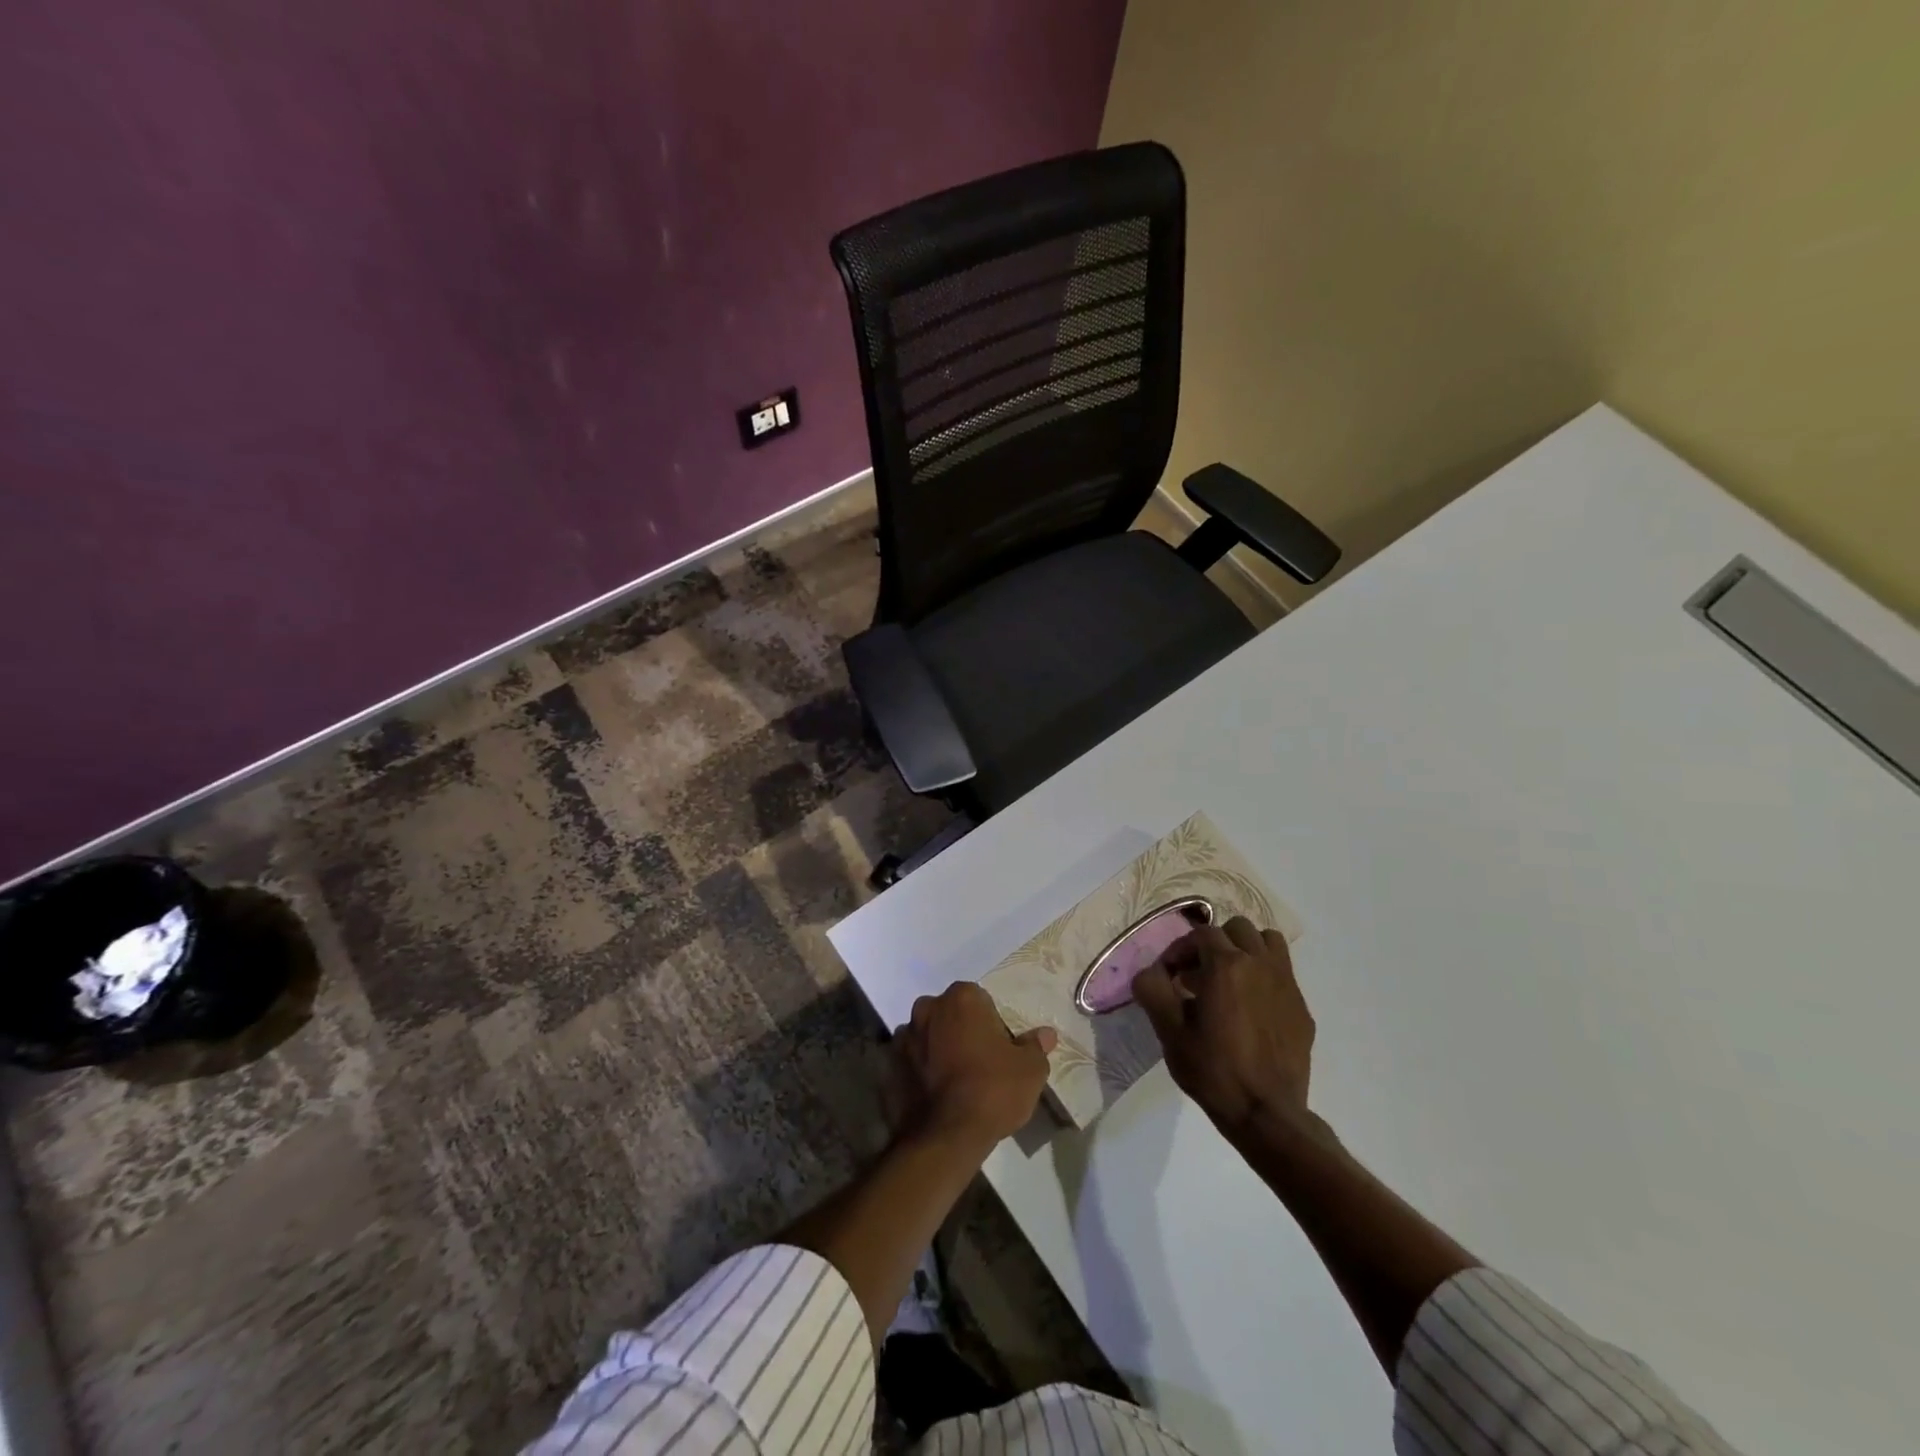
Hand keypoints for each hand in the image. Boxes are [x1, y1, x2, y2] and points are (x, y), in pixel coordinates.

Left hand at [893, 983, 1056, 1145]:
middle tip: (979, 1065)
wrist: (945, 1136)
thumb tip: (1045, 1034)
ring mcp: (904, 1035)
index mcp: (962, 998)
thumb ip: (1036, 1046)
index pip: (981, 1001)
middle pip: (951, 1014)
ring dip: (938, 1049)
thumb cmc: (993, 1091)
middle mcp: (928, 1007)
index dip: (992, 1025)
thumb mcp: (1030, 1070)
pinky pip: (910, 1060)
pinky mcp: (888, 1064)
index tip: (999, 1051)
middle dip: (961, 1031)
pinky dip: (919, 1070)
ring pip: (928, 1035)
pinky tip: (934, 1094)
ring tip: (954, 1083)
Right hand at [1131, 917, 1314, 1139]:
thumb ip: (1153, 990)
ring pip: (1267, 942)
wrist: (1267, 1114)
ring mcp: (1286, 985)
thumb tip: (1150, 972)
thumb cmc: (1213, 1070)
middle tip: (1198, 973)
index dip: (1180, 949)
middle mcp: (1260, 964)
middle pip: (1237, 928)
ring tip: (1229, 979)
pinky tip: (1251, 1008)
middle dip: (1214, 943)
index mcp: (1227, 965)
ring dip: (1245, 950)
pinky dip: (1264, 976)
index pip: (1201, 934)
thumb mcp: (1169, 1032)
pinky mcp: (1301, 1008)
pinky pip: (1283, 973)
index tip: (1169, 975)